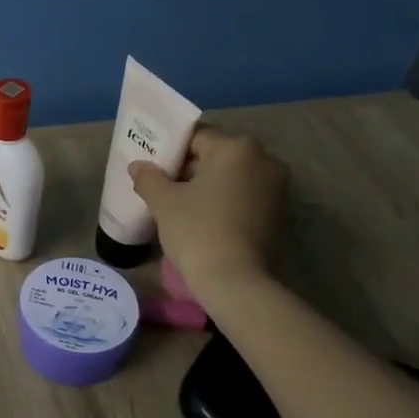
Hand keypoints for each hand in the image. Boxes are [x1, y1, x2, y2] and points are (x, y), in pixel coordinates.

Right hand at [129, 126, 287, 304]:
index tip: (153, 167)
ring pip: (233, 177)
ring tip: (182, 205)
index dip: (170, 150)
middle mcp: (264, 159)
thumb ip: (149, 178)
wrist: (235, 281)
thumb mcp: (164, 202)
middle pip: (218, 155)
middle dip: (190, 168)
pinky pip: (246, 196)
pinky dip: (226, 202)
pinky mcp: (281, 213)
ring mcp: (277, 187)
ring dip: (209, 186)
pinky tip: (205, 220)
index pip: (197, 136)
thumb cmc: (197, 231)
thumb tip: (138, 166)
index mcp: (236, 148)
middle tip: (163, 186)